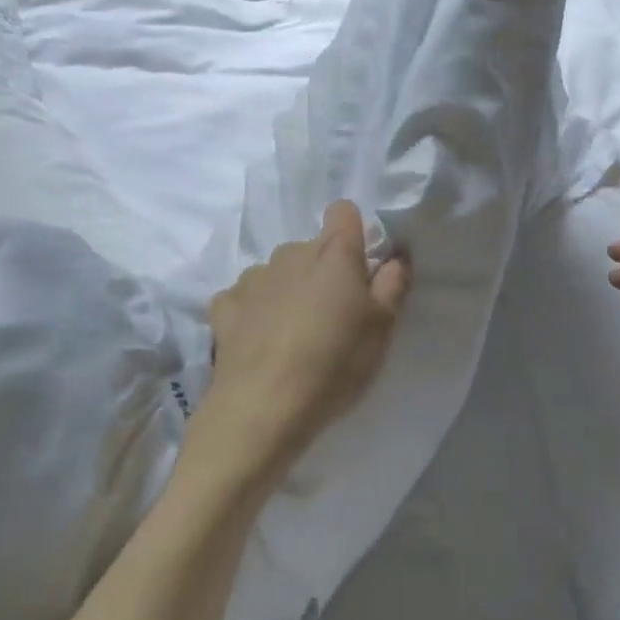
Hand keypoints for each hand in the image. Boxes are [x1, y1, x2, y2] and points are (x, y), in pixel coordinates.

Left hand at [190, 200, 409, 505]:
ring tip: (293, 334)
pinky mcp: (224, 305)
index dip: (353, 232)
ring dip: (288, 290)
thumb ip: (392, 286)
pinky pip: (245, 296)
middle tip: (333, 316)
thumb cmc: (334, 365)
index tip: (359, 267)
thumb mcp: (381, 330)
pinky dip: (254, 310)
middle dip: (323, 271)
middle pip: (312, 248)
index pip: (343, 212)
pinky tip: (259, 340)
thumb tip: (395, 258)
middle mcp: (291, 253)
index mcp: (334, 254)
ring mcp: (253, 277)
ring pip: (278, 271)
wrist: (262, 407)